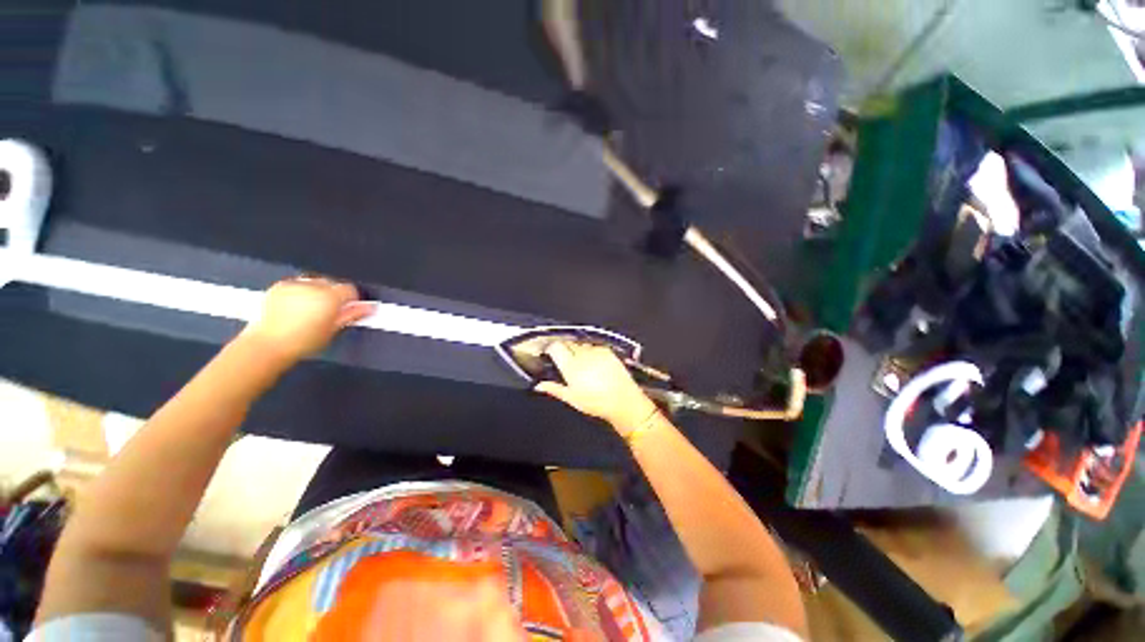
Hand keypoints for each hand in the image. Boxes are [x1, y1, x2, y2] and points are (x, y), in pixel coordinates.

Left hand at [242, 276, 375, 362]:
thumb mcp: (334, 329)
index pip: (350, 289)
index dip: (352, 299)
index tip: (349, 309)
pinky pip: (297, 284)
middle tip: (330, 311)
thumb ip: (353, 314)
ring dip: (318, 291)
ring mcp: (294, 284)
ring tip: (312, 308)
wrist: (268, 344)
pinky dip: (301, 291)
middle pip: (332, 283)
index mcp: (330, 296)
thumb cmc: (304, 341)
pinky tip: (297, 306)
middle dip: (334, 294)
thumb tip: (369, 307)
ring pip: (315, 282)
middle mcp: (313, 286)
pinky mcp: (279, 286)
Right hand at [534, 341, 659, 434]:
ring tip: (580, 363)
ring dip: (576, 350)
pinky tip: (593, 362)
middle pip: (567, 343)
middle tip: (564, 361)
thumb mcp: (572, 398)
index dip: (550, 349)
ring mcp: (596, 351)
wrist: (623, 401)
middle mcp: (582, 355)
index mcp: (571, 366)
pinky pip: (593, 346)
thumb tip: (538, 386)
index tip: (549, 354)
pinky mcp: (607, 351)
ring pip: (580, 344)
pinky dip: (590, 351)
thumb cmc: (596, 403)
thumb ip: (554, 389)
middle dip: (563, 349)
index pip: (555, 347)